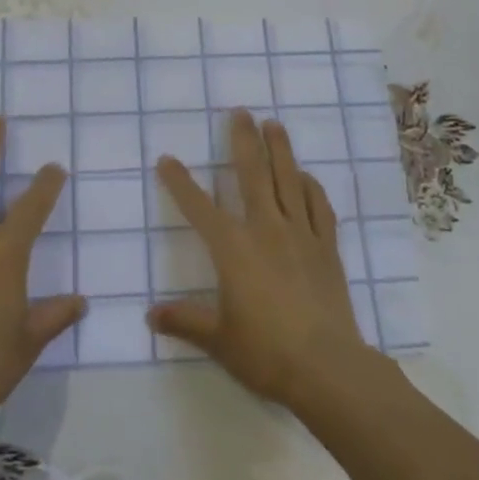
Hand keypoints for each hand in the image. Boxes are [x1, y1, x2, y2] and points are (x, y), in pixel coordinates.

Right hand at [150, 110, 379, 410]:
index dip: (180, 182)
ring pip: (288, 180)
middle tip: (240, 112)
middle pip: (252, 175)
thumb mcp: (218, 339)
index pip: (199, 207)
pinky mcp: (326, 247)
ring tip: (273, 124)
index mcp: (233, 249)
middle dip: (243, 141)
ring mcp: (300, 235)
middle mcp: (266, 230)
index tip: (167, 158)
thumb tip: (150, 315)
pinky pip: (318, 206)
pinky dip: (310, 187)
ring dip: (280, 150)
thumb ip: (185, 321)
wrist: (328, 367)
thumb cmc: (266, 352)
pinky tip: (305, 177)